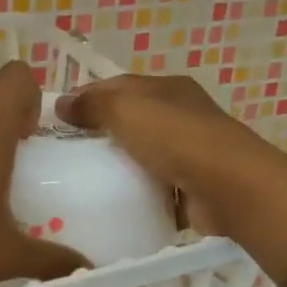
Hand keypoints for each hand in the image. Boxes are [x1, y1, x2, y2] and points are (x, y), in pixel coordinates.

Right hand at [56, 74, 262, 235]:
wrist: (230, 187)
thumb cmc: (176, 138)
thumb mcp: (126, 110)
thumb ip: (92, 105)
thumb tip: (61, 103)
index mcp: (168, 88)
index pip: (118, 86)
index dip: (86, 97)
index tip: (56, 118)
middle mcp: (181, 114)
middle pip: (131, 119)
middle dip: (100, 132)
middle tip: (65, 152)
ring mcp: (190, 151)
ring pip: (143, 153)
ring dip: (118, 163)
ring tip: (82, 179)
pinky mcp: (193, 185)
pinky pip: (155, 184)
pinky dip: (136, 190)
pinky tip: (113, 200)